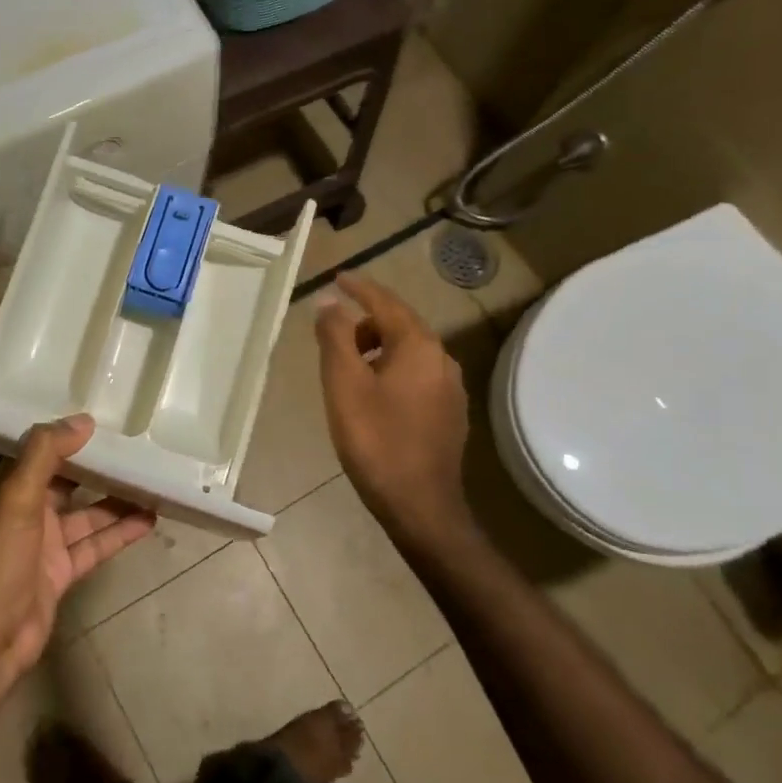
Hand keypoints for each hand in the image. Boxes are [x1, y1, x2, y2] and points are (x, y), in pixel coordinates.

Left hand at [0, 415, 156, 680]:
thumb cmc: (1, 560)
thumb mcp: (18, 498)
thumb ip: (45, 454)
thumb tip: (83, 420)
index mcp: (15, 490)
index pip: (46, 453)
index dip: (72, 436)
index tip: (107, 420)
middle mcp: (31, 513)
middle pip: (71, 482)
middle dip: (100, 468)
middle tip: (138, 448)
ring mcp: (48, 545)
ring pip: (89, 514)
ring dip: (118, 500)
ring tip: (153, 482)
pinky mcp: (63, 573)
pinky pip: (97, 545)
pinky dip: (120, 533)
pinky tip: (148, 520)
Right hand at [315, 274, 475, 552]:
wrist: (420, 505)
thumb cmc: (376, 440)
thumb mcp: (343, 384)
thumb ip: (335, 337)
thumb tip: (330, 303)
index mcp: (418, 345)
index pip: (386, 302)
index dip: (359, 288)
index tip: (338, 278)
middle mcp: (442, 359)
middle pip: (401, 325)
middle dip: (368, 320)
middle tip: (335, 329)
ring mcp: (451, 388)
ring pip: (411, 352)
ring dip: (380, 347)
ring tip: (349, 364)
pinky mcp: (451, 413)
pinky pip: (418, 375)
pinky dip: (393, 369)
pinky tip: (375, 393)